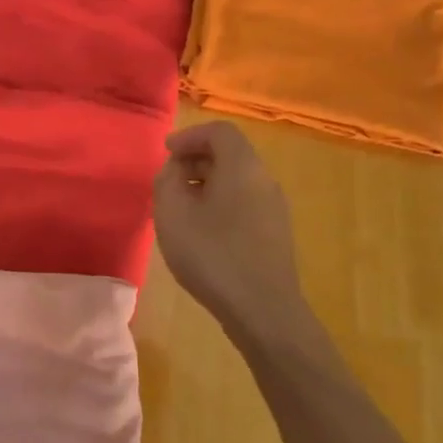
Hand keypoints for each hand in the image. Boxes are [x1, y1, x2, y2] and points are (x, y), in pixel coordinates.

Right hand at [152, 121, 304, 332]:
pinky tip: (202, 233)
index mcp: (242, 166)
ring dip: (206, 185)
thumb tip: (175, 170)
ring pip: (237, 181)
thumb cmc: (213, 255)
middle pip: (230, 154)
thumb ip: (167, 180)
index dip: (190, 136)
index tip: (166, 154)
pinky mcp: (276, 234)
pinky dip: (220, 204)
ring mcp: (275, 208)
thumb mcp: (172, 213)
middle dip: (196, 160)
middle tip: (169, 181)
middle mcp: (264, 180)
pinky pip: (245, 203)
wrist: (263, 311)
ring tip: (181, 209)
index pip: (219, 131)